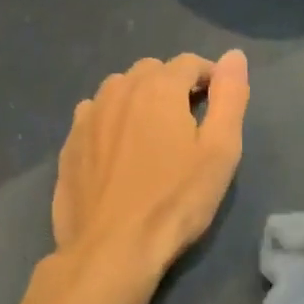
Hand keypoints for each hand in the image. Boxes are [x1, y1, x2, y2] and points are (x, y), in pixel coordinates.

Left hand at [51, 51, 250, 275]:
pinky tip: (119, 152)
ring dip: (139, 100)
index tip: (218, 104)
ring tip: (153, 136)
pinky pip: (95, 115)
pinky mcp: (69, 143)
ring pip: (119, 90)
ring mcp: (88, 116)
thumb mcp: (220, 150)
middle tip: (188, 123)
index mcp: (158, 87)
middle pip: (152, 70)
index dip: (209, 77)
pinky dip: (112, 121)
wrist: (111, 249)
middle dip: (173, 86)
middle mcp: (119, 90)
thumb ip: (230, 96)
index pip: (189, 62)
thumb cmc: (175, 200)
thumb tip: (235, 55)